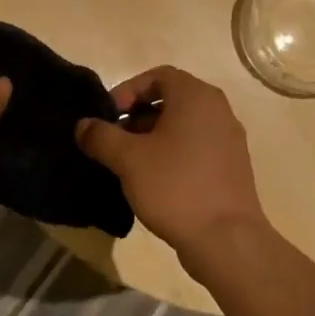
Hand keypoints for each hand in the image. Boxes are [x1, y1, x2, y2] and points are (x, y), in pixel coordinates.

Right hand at [75, 66, 269, 266]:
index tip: (107, 116)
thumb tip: (83, 125)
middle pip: (170, 99)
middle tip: (113, 140)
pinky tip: (152, 180)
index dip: (127, 90)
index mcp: (196, 97)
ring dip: (152, 136)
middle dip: (136, 116)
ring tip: (127, 163)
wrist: (226, 240)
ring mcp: (228, 140)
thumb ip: (101, 136)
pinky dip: (172, 153)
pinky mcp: (231, 167)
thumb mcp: (128, 159)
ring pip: (182, 126)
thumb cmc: (175, 186)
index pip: (157, 76)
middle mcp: (217, 110)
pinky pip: (195, 147)